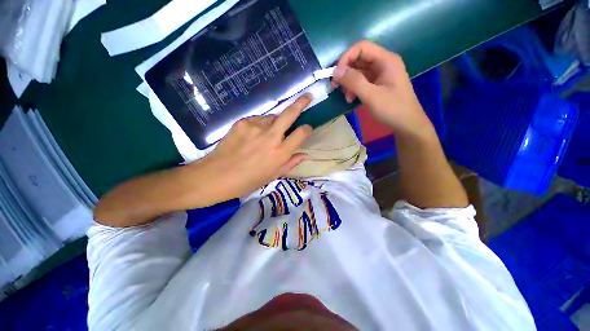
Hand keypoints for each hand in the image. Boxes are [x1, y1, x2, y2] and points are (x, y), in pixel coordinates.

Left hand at [200, 95, 313, 199]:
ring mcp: (256, 127)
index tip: (307, 127)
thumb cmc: (249, 180)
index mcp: (280, 153)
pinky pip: (257, 120)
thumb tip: (305, 154)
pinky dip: (260, 126)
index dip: (307, 129)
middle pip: (289, 114)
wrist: (218, 175)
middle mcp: (271, 137)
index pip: (301, 134)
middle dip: (301, 103)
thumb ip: (291, 163)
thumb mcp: (274, 175)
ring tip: (266, 135)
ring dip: (275, 122)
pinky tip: (252, 136)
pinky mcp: (243, 122)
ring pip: (272, 117)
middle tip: (308, 96)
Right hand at [332, 40, 434, 138]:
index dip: (346, 58)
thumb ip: (354, 82)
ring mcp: (380, 74)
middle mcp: (383, 63)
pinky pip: (361, 82)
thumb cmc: (392, 109)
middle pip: (358, 59)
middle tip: (335, 86)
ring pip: (358, 72)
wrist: (406, 124)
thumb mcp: (372, 96)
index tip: (336, 75)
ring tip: (346, 97)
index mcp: (386, 60)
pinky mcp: (377, 84)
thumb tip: (335, 71)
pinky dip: (354, 89)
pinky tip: (351, 99)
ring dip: (349, 83)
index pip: (361, 48)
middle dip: (345, 72)